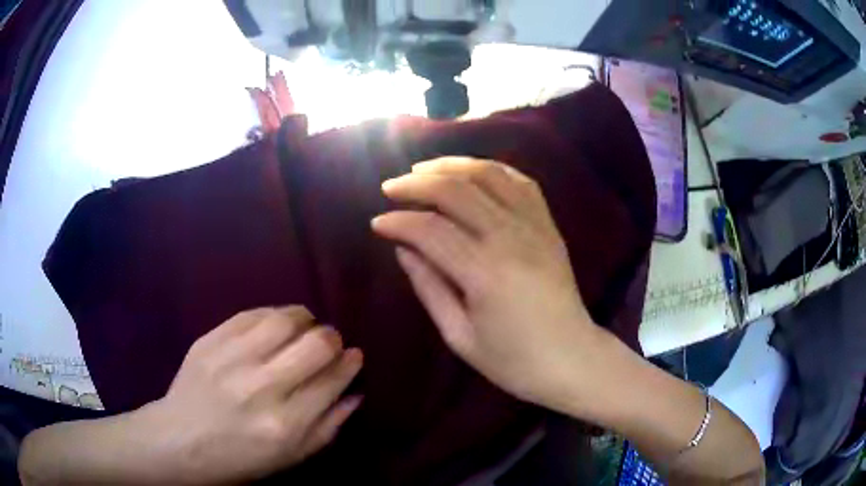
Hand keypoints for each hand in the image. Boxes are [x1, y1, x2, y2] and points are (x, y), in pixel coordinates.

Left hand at [141, 307, 362, 484]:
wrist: (180, 441)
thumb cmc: (240, 458)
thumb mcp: (291, 457)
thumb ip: (328, 426)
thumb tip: (355, 392)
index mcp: (285, 425)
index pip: (332, 381)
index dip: (349, 363)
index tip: (354, 356)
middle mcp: (261, 388)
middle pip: (315, 345)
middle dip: (332, 339)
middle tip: (330, 343)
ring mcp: (231, 360)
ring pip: (283, 320)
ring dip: (304, 319)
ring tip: (306, 326)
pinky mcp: (209, 341)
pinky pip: (251, 314)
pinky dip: (273, 314)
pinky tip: (276, 324)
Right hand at [372, 157, 602, 412]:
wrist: (572, 358)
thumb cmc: (513, 360)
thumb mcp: (460, 336)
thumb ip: (429, 287)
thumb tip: (402, 248)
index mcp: (485, 273)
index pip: (430, 230)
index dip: (398, 222)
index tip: (377, 223)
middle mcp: (510, 238)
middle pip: (456, 190)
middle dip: (416, 183)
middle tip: (391, 188)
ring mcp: (535, 226)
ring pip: (488, 175)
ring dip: (451, 166)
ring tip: (423, 169)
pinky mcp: (549, 225)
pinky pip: (521, 181)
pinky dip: (492, 169)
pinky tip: (471, 172)